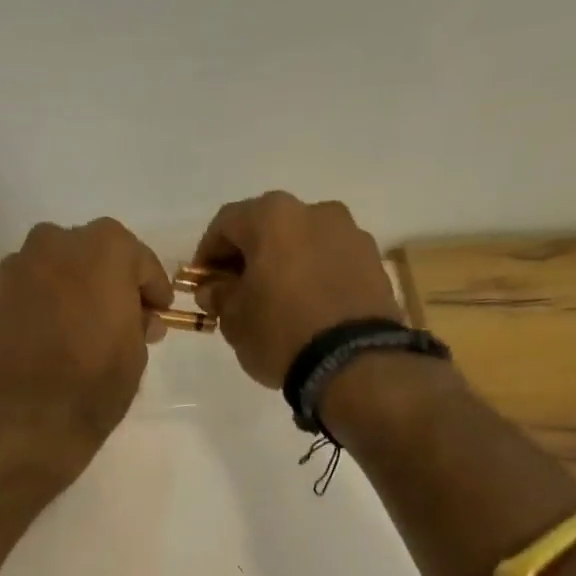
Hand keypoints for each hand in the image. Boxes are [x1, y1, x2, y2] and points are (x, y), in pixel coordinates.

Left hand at [0, 218, 172, 477]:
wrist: (31, 415)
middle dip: (111, 281)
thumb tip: (137, 318)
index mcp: (105, 247)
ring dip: (76, 286)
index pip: (140, 261)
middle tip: (123, 316)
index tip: (159, 310)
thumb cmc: (97, 379)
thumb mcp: (137, 350)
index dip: (153, 289)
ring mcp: (21, 265)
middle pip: (95, 255)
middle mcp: (58, 242)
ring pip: (59, 267)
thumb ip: (139, 321)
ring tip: (87, 324)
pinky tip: (57, 331)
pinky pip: (34, 289)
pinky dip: (48, 302)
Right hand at [191, 191, 402, 387]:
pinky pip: (331, 261)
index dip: (207, 253)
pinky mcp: (373, 262)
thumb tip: (215, 287)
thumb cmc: (280, 332)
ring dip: (284, 264)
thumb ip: (219, 295)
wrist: (354, 363)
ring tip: (275, 301)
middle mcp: (315, 212)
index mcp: (273, 217)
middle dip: (248, 257)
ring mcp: (350, 234)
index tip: (202, 283)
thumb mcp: (233, 319)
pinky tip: (307, 307)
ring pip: (303, 243)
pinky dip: (314, 276)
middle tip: (235, 291)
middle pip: (268, 228)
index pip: (226, 223)